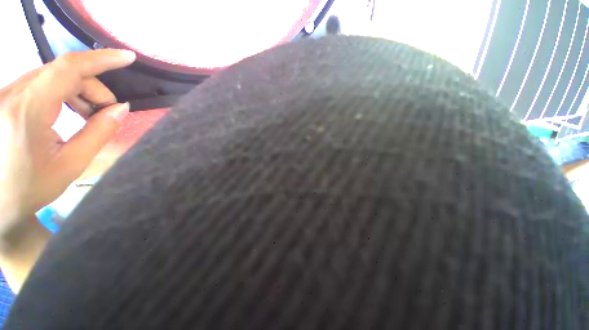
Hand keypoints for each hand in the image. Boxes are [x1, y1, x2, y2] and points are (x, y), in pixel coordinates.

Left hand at [0, 49, 135, 233]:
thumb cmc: (30, 187)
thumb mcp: (71, 164)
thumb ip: (98, 132)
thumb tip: (121, 109)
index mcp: (26, 111)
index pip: (68, 68)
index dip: (101, 59)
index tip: (128, 57)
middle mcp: (12, 94)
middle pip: (63, 73)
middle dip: (92, 88)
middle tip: (107, 113)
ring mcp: (5, 95)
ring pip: (53, 76)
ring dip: (78, 92)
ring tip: (88, 116)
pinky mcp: (5, 98)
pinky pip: (41, 84)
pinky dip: (62, 93)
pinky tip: (68, 112)